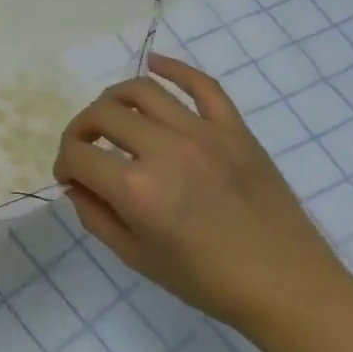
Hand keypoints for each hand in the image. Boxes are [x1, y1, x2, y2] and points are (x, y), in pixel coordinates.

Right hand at [53, 55, 352, 338]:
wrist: (289, 287)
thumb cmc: (207, 281)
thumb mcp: (136, 258)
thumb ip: (96, 215)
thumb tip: (77, 183)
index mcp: (136, 189)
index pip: (78, 155)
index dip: (63, 164)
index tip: (69, 178)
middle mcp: (165, 151)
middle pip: (102, 114)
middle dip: (80, 129)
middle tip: (84, 149)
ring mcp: (203, 134)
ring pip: (142, 91)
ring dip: (113, 99)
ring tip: (111, 116)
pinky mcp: (235, 130)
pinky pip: (202, 85)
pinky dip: (174, 68)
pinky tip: (154, 63)